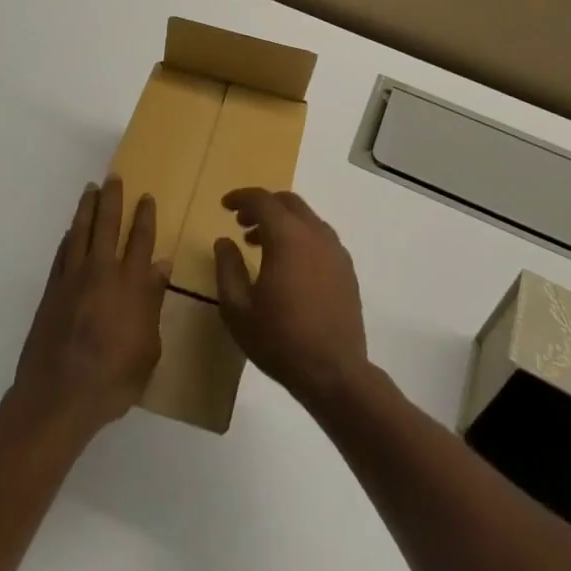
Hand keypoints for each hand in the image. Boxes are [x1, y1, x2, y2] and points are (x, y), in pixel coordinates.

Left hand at [8, 178, 169, 440]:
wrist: (58, 398)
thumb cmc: (112, 380)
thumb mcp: (148, 350)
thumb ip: (153, 304)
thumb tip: (161, 267)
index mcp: (130, 285)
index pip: (141, 240)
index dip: (144, 216)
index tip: (146, 196)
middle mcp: (101, 272)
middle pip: (107, 225)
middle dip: (112, 198)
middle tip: (113, 177)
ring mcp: (73, 279)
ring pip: (81, 232)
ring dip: (87, 208)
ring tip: (90, 189)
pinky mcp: (51, 291)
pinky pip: (62, 253)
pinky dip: (69, 237)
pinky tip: (71, 231)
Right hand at [213, 189, 368, 409]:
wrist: (334, 373)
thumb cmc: (280, 340)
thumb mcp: (238, 309)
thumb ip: (227, 269)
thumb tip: (224, 241)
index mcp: (287, 236)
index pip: (262, 200)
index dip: (241, 198)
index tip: (225, 206)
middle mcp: (314, 233)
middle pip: (287, 202)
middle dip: (262, 206)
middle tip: (242, 224)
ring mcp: (335, 249)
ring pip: (306, 218)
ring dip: (282, 221)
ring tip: (261, 245)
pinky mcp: (346, 267)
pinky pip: (320, 236)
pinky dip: (300, 236)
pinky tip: (290, 264)